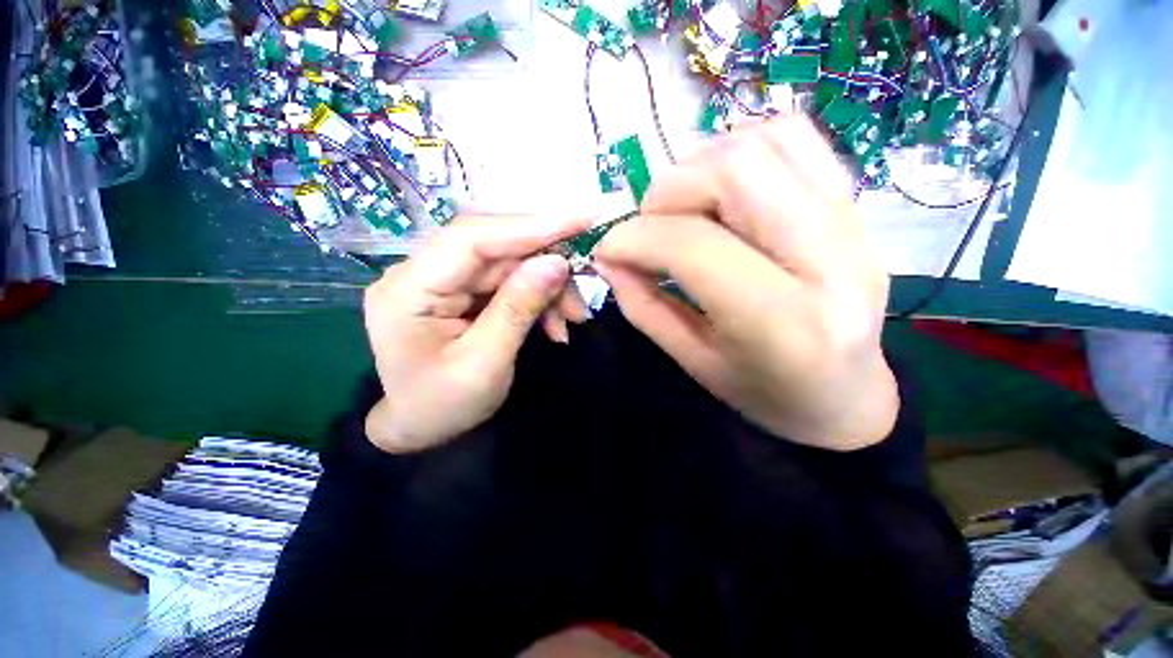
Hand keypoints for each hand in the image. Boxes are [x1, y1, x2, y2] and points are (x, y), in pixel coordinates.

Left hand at [363, 214, 591, 452]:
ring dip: (546, 287)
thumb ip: (519, 309)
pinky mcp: (460, 291)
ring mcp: (442, 280)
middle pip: (495, 248)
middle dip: (545, 265)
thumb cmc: (444, 406)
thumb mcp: (486, 364)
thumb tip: (557, 262)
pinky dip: (537, 299)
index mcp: (408, 290)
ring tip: (571, 319)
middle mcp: (420, 273)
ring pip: (508, 264)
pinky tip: (554, 325)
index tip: (579, 220)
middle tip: (583, 285)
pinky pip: (507, 283)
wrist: (421, 429)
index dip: (528, 226)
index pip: (471, 238)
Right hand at [593, 117, 897, 450]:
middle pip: (735, 171)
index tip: (608, 249)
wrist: (847, 395)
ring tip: (683, 207)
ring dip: (702, 164)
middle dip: (669, 191)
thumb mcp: (693, 361)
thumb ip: (643, 306)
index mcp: (784, 323)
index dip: (635, 238)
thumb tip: (608, 257)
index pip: (694, 246)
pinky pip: (796, 138)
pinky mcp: (855, 205)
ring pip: (765, 141)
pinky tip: (720, 188)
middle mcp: (830, 260)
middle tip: (650, 226)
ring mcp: (853, 223)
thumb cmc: (765, 393)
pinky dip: (741, 147)